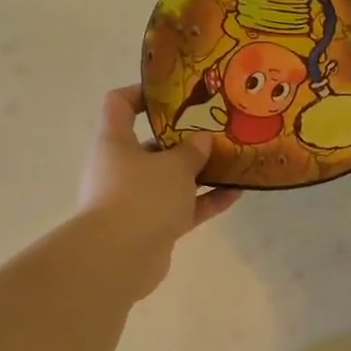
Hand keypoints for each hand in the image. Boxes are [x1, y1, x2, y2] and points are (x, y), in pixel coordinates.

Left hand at [79, 86, 240, 297]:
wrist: (119, 259)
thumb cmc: (141, 196)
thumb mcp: (174, 165)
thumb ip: (191, 150)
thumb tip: (201, 139)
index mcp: (115, 142)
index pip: (119, 104)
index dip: (143, 93)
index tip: (174, 92)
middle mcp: (120, 168)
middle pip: (151, 145)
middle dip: (183, 139)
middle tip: (215, 130)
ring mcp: (135, 200)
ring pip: (170, 180)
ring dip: (199, 173)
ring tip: (232, 161)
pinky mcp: (151, 227)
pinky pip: (181, 208)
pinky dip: (204, 202)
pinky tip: (235, 195)